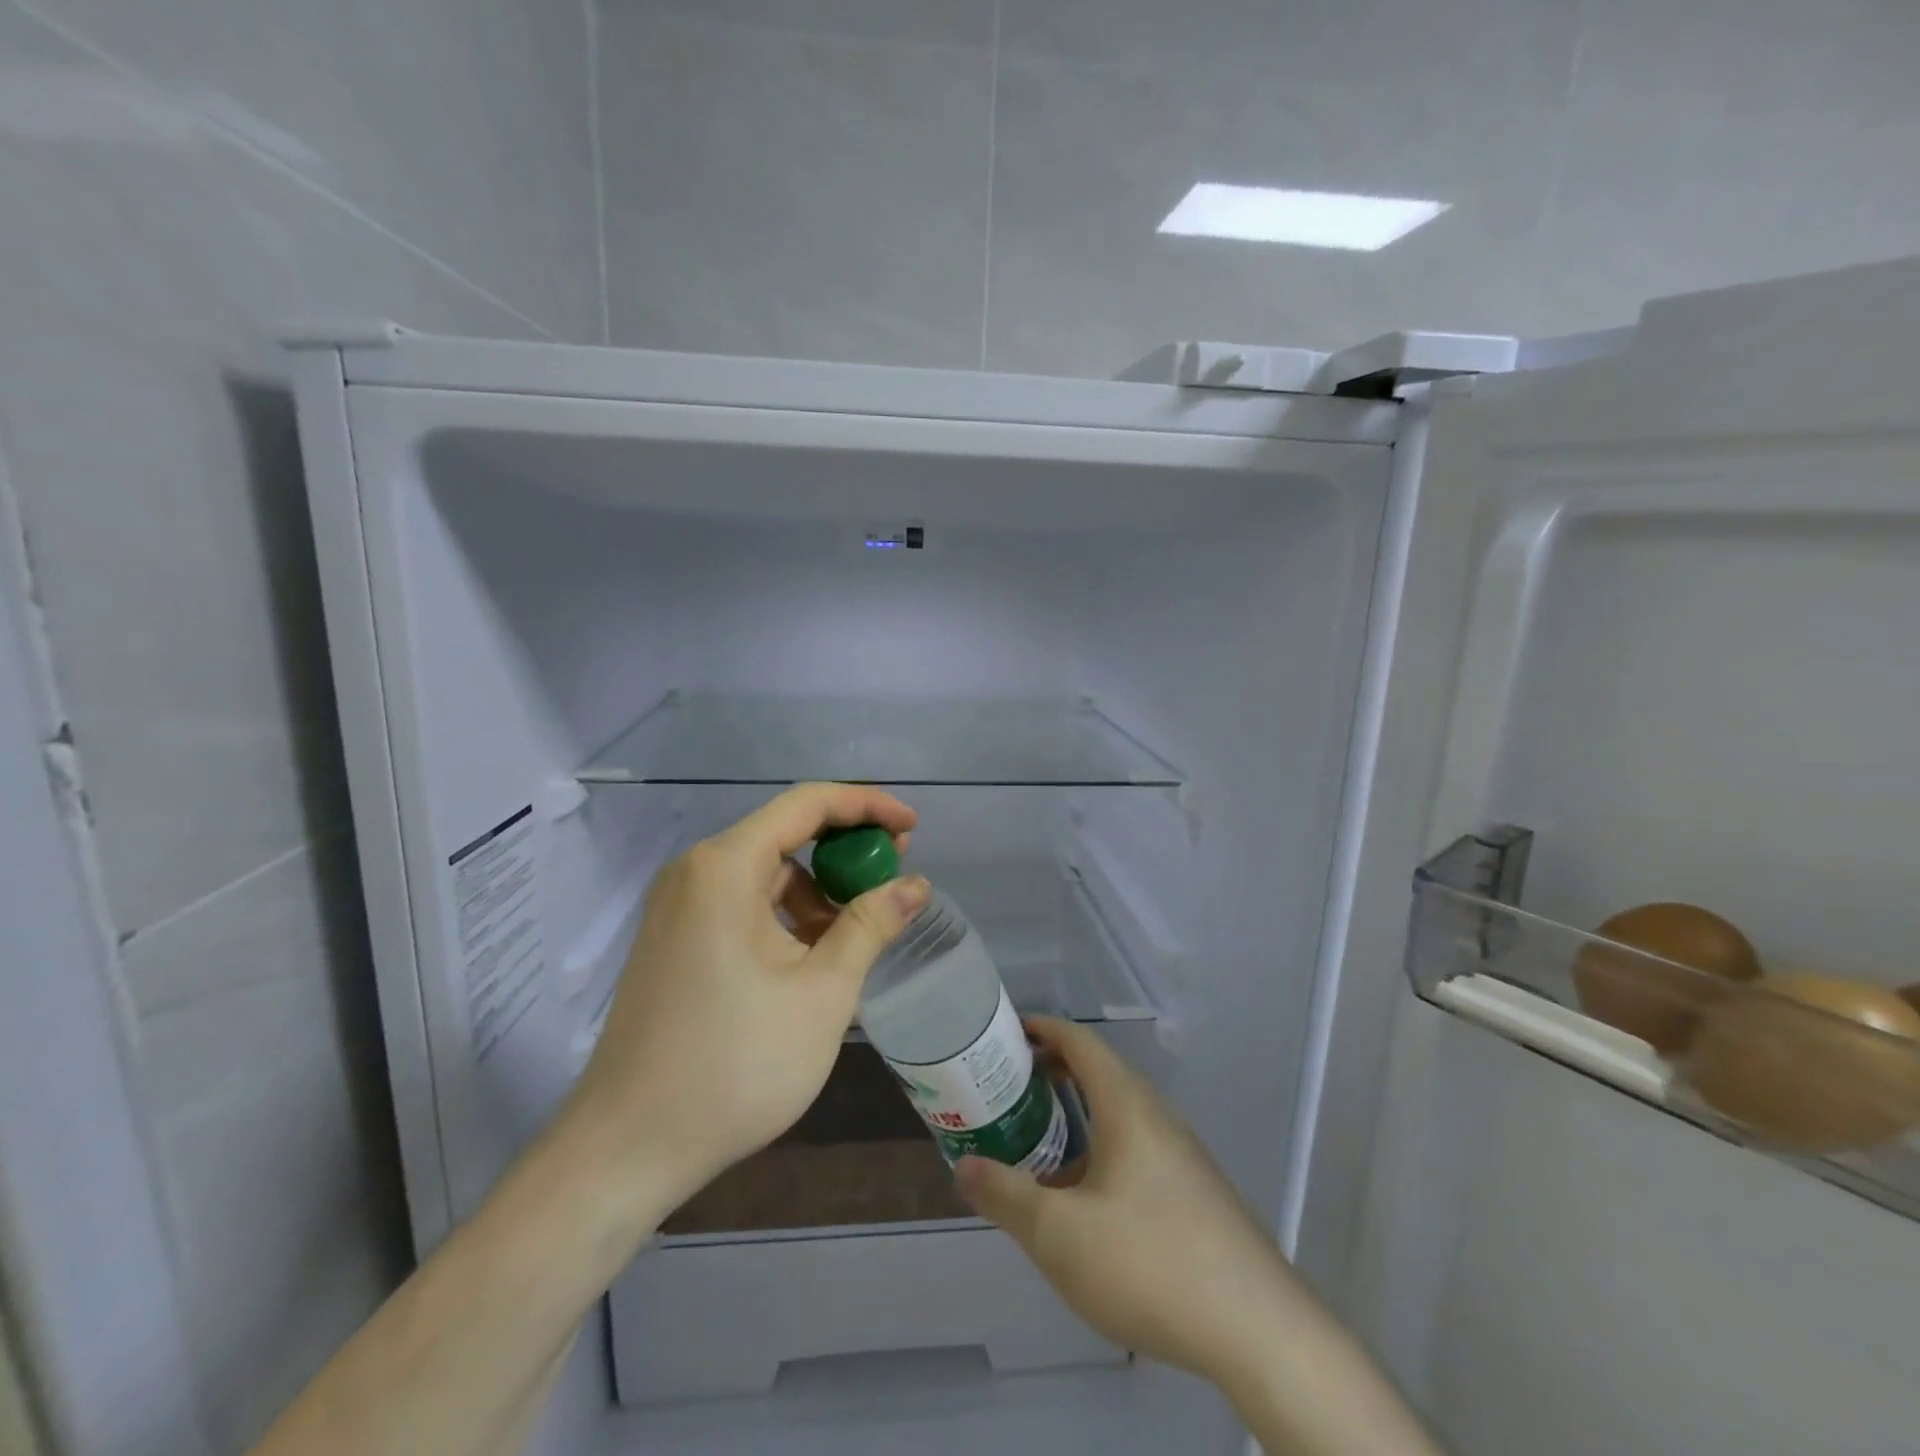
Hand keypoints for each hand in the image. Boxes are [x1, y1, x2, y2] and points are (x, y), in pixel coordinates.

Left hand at [566, 783, 929, 1218]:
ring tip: (860, 931)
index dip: (867, 806)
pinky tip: (815, 957)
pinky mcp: (675, 941)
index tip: (912, 829)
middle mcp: (695, 872)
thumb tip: (914, 885)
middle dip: (845, 850)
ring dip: (818, 891)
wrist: (626, 1150)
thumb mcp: (823, 992)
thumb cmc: (735, 1064)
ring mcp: (679, 907)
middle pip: (785, 834)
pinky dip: (786, 916)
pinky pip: (743, 905)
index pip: (807, 804)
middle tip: (894, 877)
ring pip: (766, 874)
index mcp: (725, 867)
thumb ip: (871, 925)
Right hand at [956, 1018, 1302, 1385]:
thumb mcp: (1059, 1234)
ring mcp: (1181, 1152)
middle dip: (1052, 1070)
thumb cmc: (1149, 1262)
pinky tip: (1083, 1197)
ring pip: (1119, 1112)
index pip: (1080, 1042)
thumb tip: (964, 1165)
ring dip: (1076, 1112)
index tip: (1005, 1031)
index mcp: (1126, 1105)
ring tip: (1036, 1138)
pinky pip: (1136, 1145)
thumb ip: (1005, 1195)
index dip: (1042, 1028)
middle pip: (1099, 1072)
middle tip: (1007, 1084)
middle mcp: (1157, 1115)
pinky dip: (1100, 1146)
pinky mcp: (1194, 1189)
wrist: (1258, 1329)